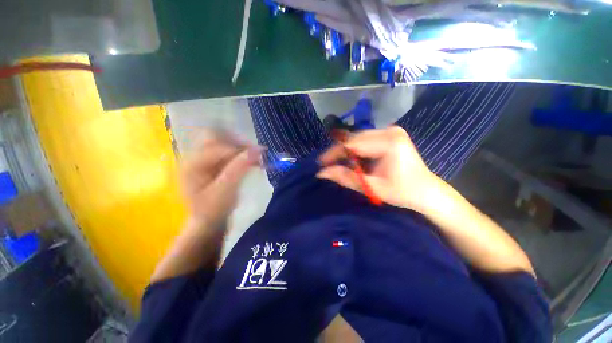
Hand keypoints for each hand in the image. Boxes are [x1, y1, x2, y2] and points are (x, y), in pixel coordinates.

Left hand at [181, 132, 259, 229]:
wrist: (208, 221)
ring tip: (253, 157)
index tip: (260, 156)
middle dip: (238, 143)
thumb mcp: (226, 190)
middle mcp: (193, 157)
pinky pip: (225, 149)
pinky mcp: (209, 162)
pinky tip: (248, 160)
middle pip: (216, 137)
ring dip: (239, 147)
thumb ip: (239, 168)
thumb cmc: (214, 210)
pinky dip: (238, 152)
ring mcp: (201, 158)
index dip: (240, 150)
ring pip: (221, 141)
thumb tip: (257, 150)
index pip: (217, 147)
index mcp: (191, 164)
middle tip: (255, 153)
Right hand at [318, 126, 439, 212]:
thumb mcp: (372, 188)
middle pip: (355, 139)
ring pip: (358, 138)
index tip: (321, 163)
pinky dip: (356, 150)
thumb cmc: (402, 192)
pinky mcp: (390, 135)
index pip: (352, 144)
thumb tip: (322, 173)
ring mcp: (391, 131)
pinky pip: (366, 140)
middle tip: (327, 165)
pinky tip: (352, 160)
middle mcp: (389, 131)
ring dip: (347, 151)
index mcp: (389, 142)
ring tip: (338, 163)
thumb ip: (346, 177)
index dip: (334, 153)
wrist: (426, 191)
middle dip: (339, 152)